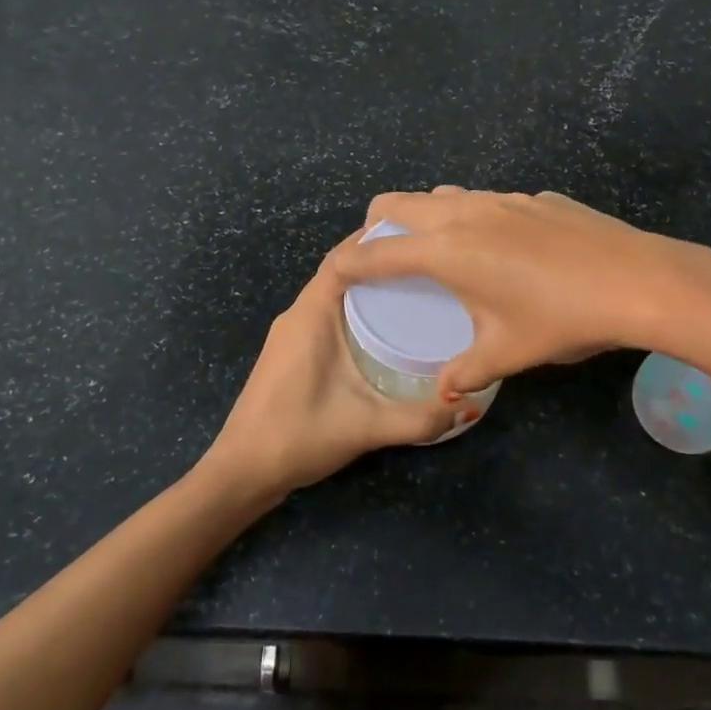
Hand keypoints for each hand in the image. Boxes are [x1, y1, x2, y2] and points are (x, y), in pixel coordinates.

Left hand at [200, 232, 453, 501]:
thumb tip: (468, 407)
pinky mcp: (291, 351)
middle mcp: (298, 314)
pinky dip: (355, 307)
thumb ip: (419, 419)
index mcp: (311, 314)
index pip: (345, 257)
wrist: (242, 472)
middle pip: (342, 270)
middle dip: (381, 261)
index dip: (378, 241)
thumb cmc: (298, 437)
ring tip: (417, 288)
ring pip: (334, 292)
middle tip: (430, 264)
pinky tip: (385, 327)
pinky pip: (327, 312)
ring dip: (368, 285)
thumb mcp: (366, 427)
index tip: (420, 237)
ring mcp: (291, 332)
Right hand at [330, 188, 710, 396]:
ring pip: (445, 195)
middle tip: (383, 256)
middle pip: (400, 203)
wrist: (637, 280)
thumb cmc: (561, 319)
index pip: (380, 252)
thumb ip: (467, 371)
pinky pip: (488, 201)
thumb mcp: (508, 352)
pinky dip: (475, 218)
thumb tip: (445, 392)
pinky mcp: (536, 197)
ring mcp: (504, 198)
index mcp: (447, 250)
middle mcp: (466, 213)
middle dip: (378, 226)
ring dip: (427, 216)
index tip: (336, 271)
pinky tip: (505, 250)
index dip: (351, 262)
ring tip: (440, 251)